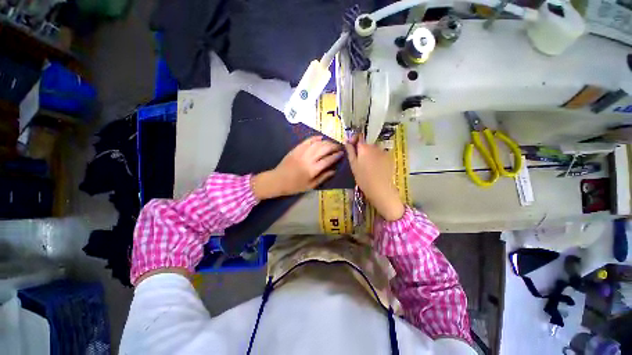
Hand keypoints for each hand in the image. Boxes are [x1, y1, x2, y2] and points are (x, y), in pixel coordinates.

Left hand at [252, 136, 342, 199]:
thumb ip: (323, 177)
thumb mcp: (310, 186)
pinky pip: (307, 141)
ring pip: (317, 143)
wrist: (278, 180)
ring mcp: (301, 152)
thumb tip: (334, 171)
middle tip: (339, 146)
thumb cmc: (295, 186)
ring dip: (326, 142)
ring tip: (331, 143)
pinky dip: (314, 138)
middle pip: (324, 149)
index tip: (342, 153)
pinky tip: (320, 137)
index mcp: (312, 169)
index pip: (328, 160)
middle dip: (333, 146)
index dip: (336, 156)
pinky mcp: (296, 149)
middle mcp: (308, 159)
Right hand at [345, 134, 404, 220]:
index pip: (359, 136)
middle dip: (362, 149)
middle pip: (367, 143)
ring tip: (368, 166)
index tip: (351, 147)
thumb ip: (350, 151)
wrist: (380, 188)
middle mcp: (374, 146)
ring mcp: (383, 151)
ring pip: (374, 149)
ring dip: (370, 153)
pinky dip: (377, 158)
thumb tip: (347, 141)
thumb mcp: (353, 165)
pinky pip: (381, 154)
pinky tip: (376, 167)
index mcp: (364, 147)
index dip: (354, 140)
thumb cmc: (363, 178)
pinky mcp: (390, 157)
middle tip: (359, 161)